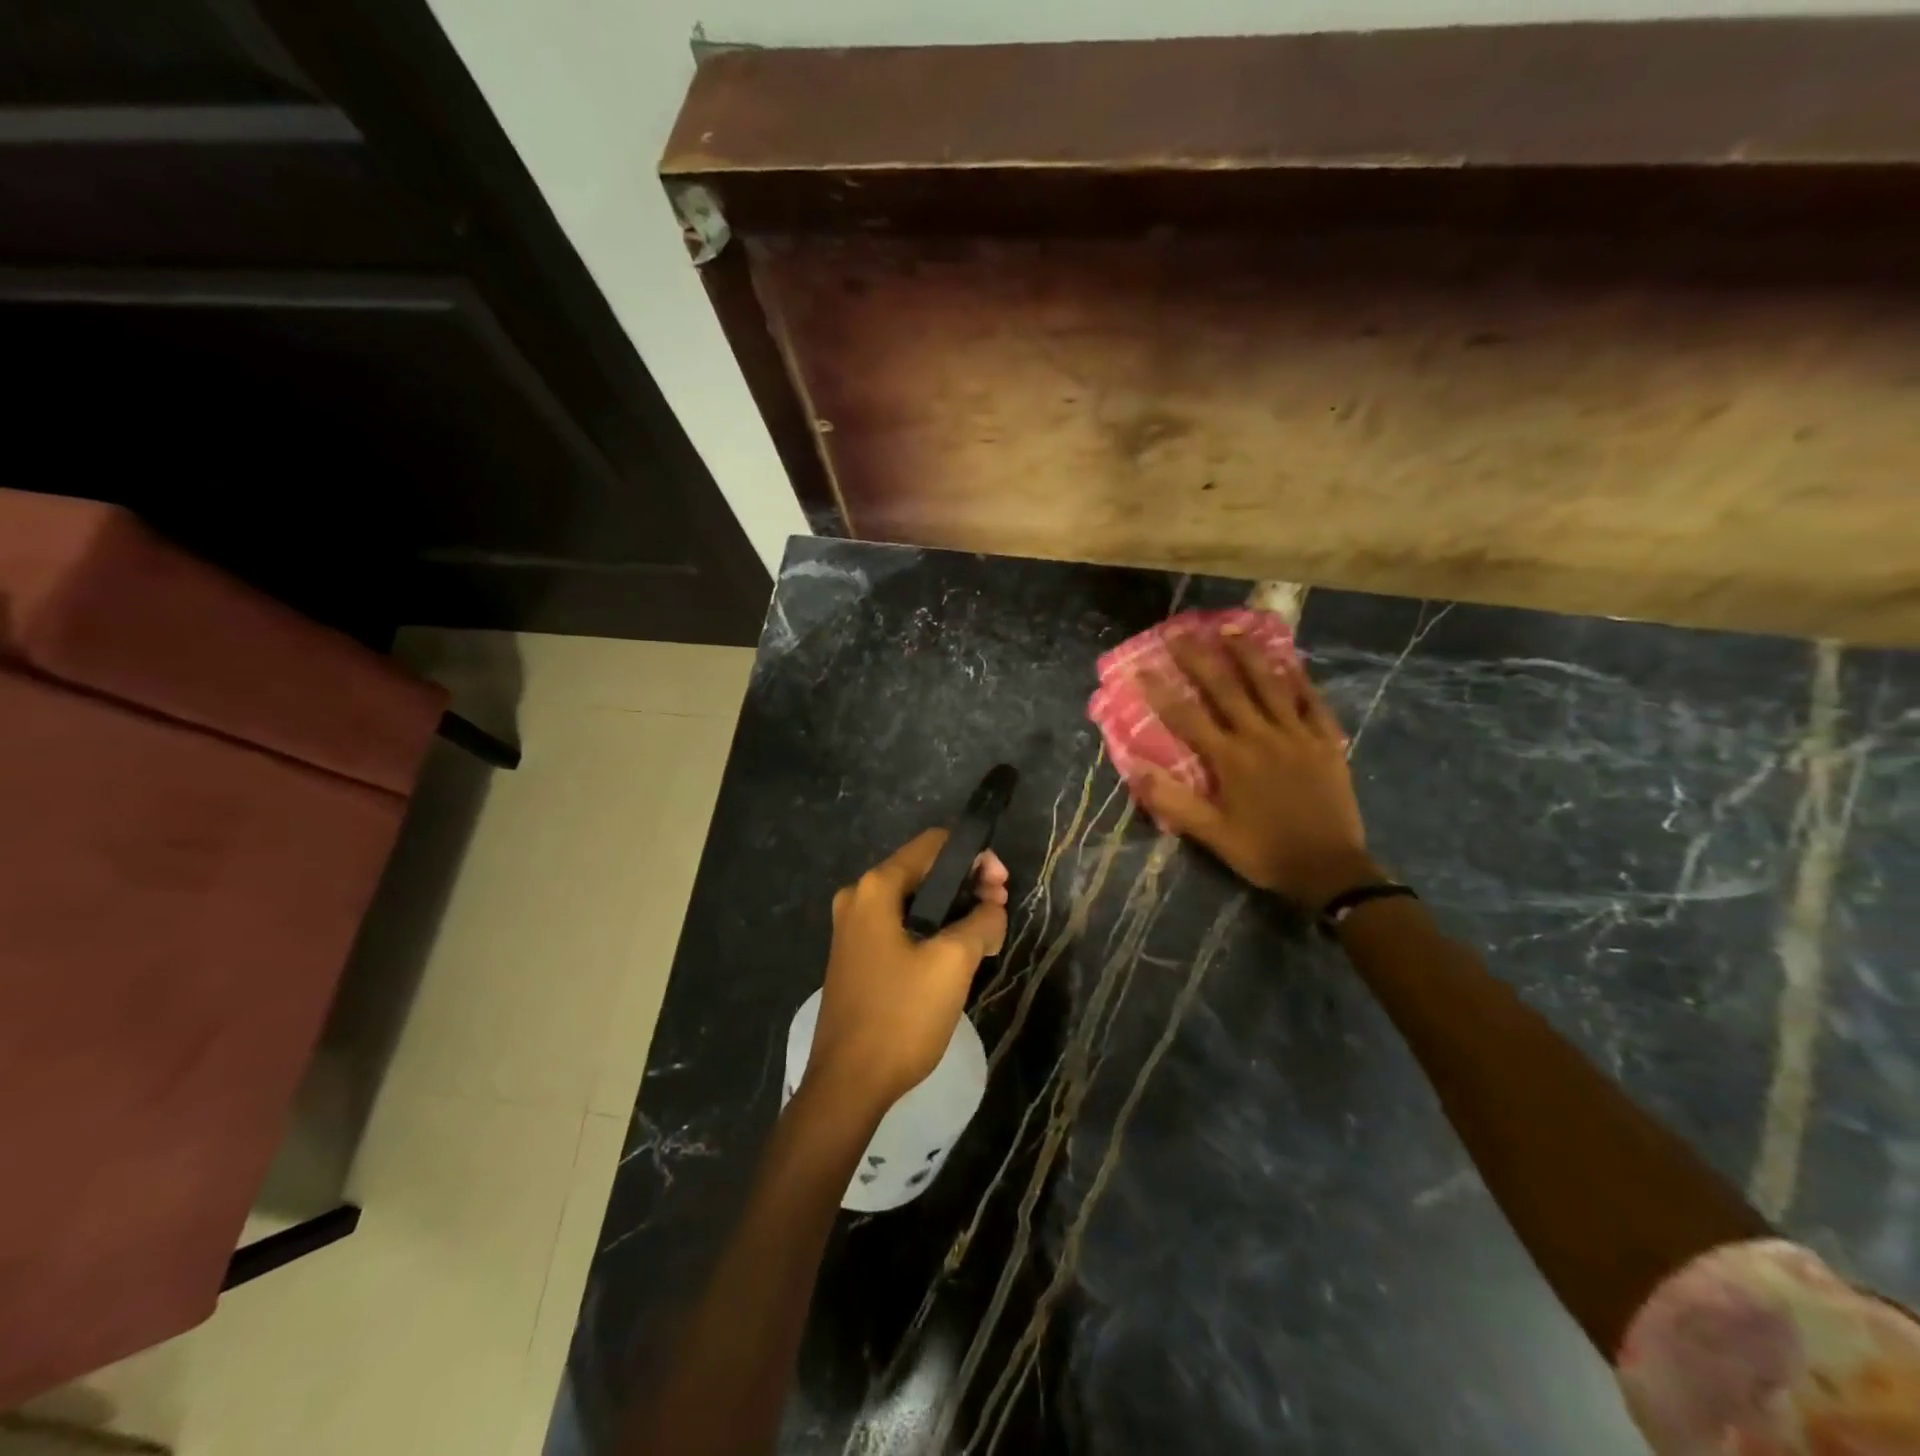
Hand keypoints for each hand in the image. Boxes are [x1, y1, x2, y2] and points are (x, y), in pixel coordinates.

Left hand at [804, 830, 1008, 1120]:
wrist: (848, 1084)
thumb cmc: (900, 1015)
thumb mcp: (953, 963)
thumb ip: (982, 922)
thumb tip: (992, 908)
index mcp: (876, 888)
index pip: (933, 844)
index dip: (974, 856)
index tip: (1002, 885)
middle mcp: (858, 897)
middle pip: (923, 870)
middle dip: (966, 884)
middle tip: (999, 910)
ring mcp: (853, 928)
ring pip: (915, 901)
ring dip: (953, 909)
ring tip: (986, 935)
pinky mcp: (857, 956)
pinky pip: (901, 926)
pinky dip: (933, 929)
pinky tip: (957, 954)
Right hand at [1133, 629, 1377, 909]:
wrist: (1330, 870)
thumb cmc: (1264, 852)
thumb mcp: (1212, 835)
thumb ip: (1174, 802)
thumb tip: (1135, 770)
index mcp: (1231, 760)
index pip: (1188, 717)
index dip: (1162, 691)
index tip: (1141, 667)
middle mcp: (1261, 737)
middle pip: (1226, 689)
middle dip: (1199, 658)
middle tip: (1179, 631)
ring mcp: (1297, 736)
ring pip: (1270, 685)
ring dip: (1248, 654)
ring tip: (1230, 628)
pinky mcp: (1326, 742)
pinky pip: (1312, 703)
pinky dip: (1300, 680)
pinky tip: (1290, 661)